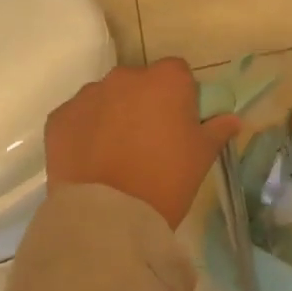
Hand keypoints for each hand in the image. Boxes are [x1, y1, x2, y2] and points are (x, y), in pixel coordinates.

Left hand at [44, 61, 239, 227]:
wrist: (108, 217)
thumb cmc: (166, 180)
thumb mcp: (202, 156)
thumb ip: (218, 129)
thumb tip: (232, 118)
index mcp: (166, 79)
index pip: (178, 73)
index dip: (180, 96)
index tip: (179, 123)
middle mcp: (125, 76)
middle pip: (140, 82)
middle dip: (145, 102)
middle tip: (149, 140)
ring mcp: (88, 95)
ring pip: (107, 98)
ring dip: (113, 114)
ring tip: (116, 154)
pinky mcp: (59, 118)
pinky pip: (78, 117)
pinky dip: (85, 131)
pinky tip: (91, 160)